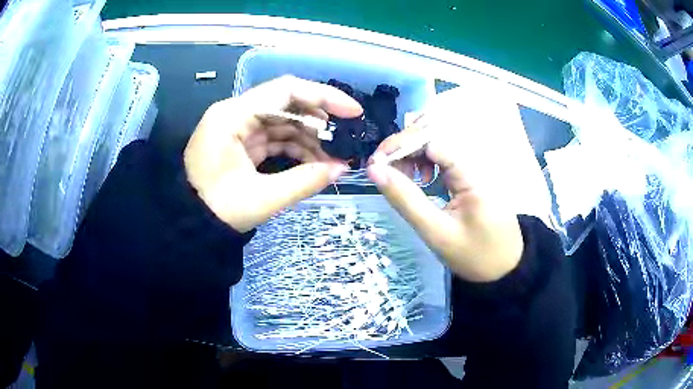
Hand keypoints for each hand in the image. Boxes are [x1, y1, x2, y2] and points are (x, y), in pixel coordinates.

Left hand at [184, 76, 362, 232]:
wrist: (188, 225)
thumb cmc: (217, 211)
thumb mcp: (262, 198)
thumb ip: (305, 181)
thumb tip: (342, 169)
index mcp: (233, 116)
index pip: (285, 91)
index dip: (324, 97)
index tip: (353, 112)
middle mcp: (234, 113)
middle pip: (285, 104)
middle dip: (318, 123)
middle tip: (344, 141)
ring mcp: (237, 127)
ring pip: (282, 121)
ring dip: (309, 138)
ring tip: (333, 159)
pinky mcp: (240, 142)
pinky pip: (273, 137)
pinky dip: (294, 148)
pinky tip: (314, 162)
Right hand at [366, 85, 542, 281]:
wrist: (506, 267)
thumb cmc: (474, 255)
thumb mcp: (436, 232)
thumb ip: (405, 199)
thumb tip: (374, 169)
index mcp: (470, 173)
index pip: (431, 139)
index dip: (399, 144)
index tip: (375, 165)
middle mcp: (473, 161)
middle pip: (433, 134)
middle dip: (403, 146)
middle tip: (384, 171)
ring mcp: (473, 166)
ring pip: (436, 143)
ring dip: (412, 153)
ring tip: (401, 177)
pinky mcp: (470, 174)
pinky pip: (443, 156)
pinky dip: (424, 161)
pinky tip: (420, 178)